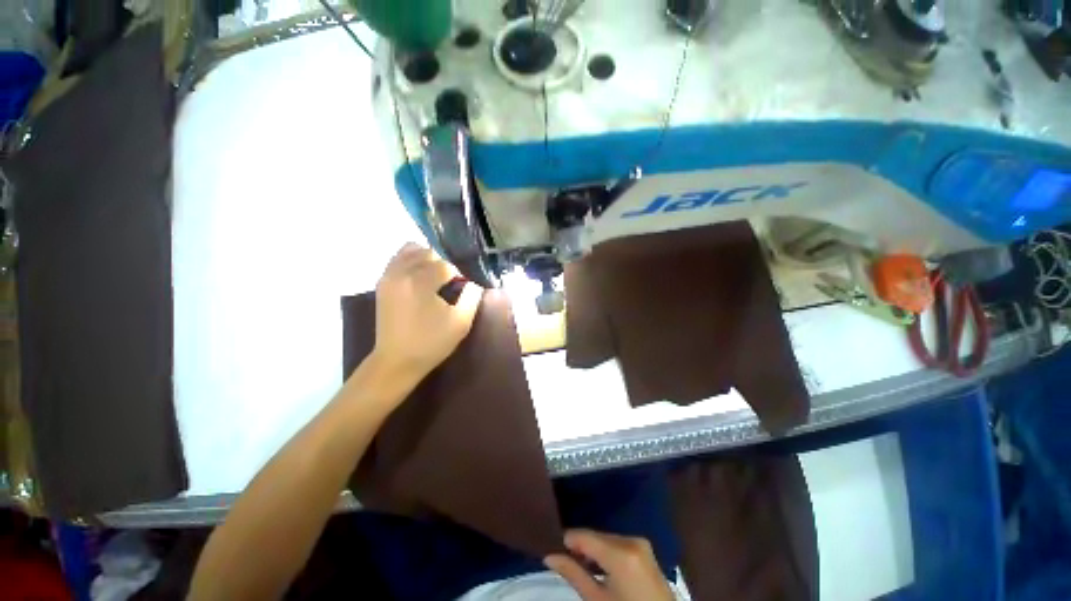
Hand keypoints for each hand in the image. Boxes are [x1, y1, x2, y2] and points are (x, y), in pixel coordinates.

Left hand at [369, 243, 481, 386]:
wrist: (397, 360)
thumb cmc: (431, 342)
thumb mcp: (461, 323)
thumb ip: (472, 298)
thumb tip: (473, 284)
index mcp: (420, 283)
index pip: (446, 266)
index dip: (458, 276)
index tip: (460, 290)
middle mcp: (401, 273)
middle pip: (429, 253)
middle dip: (443, 265)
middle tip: (449, 284)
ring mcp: (388, 276)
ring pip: (411, 250)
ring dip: (427, 259)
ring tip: (434, 277)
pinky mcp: (382, 282)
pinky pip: (398, 258)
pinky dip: (411, 260)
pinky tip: (419, 275)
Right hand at [544, 530, 673, 600]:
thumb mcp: (598, 600)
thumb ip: (573, 574)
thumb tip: (549, 556)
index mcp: (621, 552)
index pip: (584, 535)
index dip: (566, 540)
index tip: (551, 548)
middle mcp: (631, 539)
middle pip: (595, 536)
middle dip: (580, 547)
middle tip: (564, 561)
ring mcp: (640, 542)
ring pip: (606, 539)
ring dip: (592, 550)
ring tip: (580, 567)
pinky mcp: (645, 548)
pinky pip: (618, 544)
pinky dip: (606, 552)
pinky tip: (599, 567)